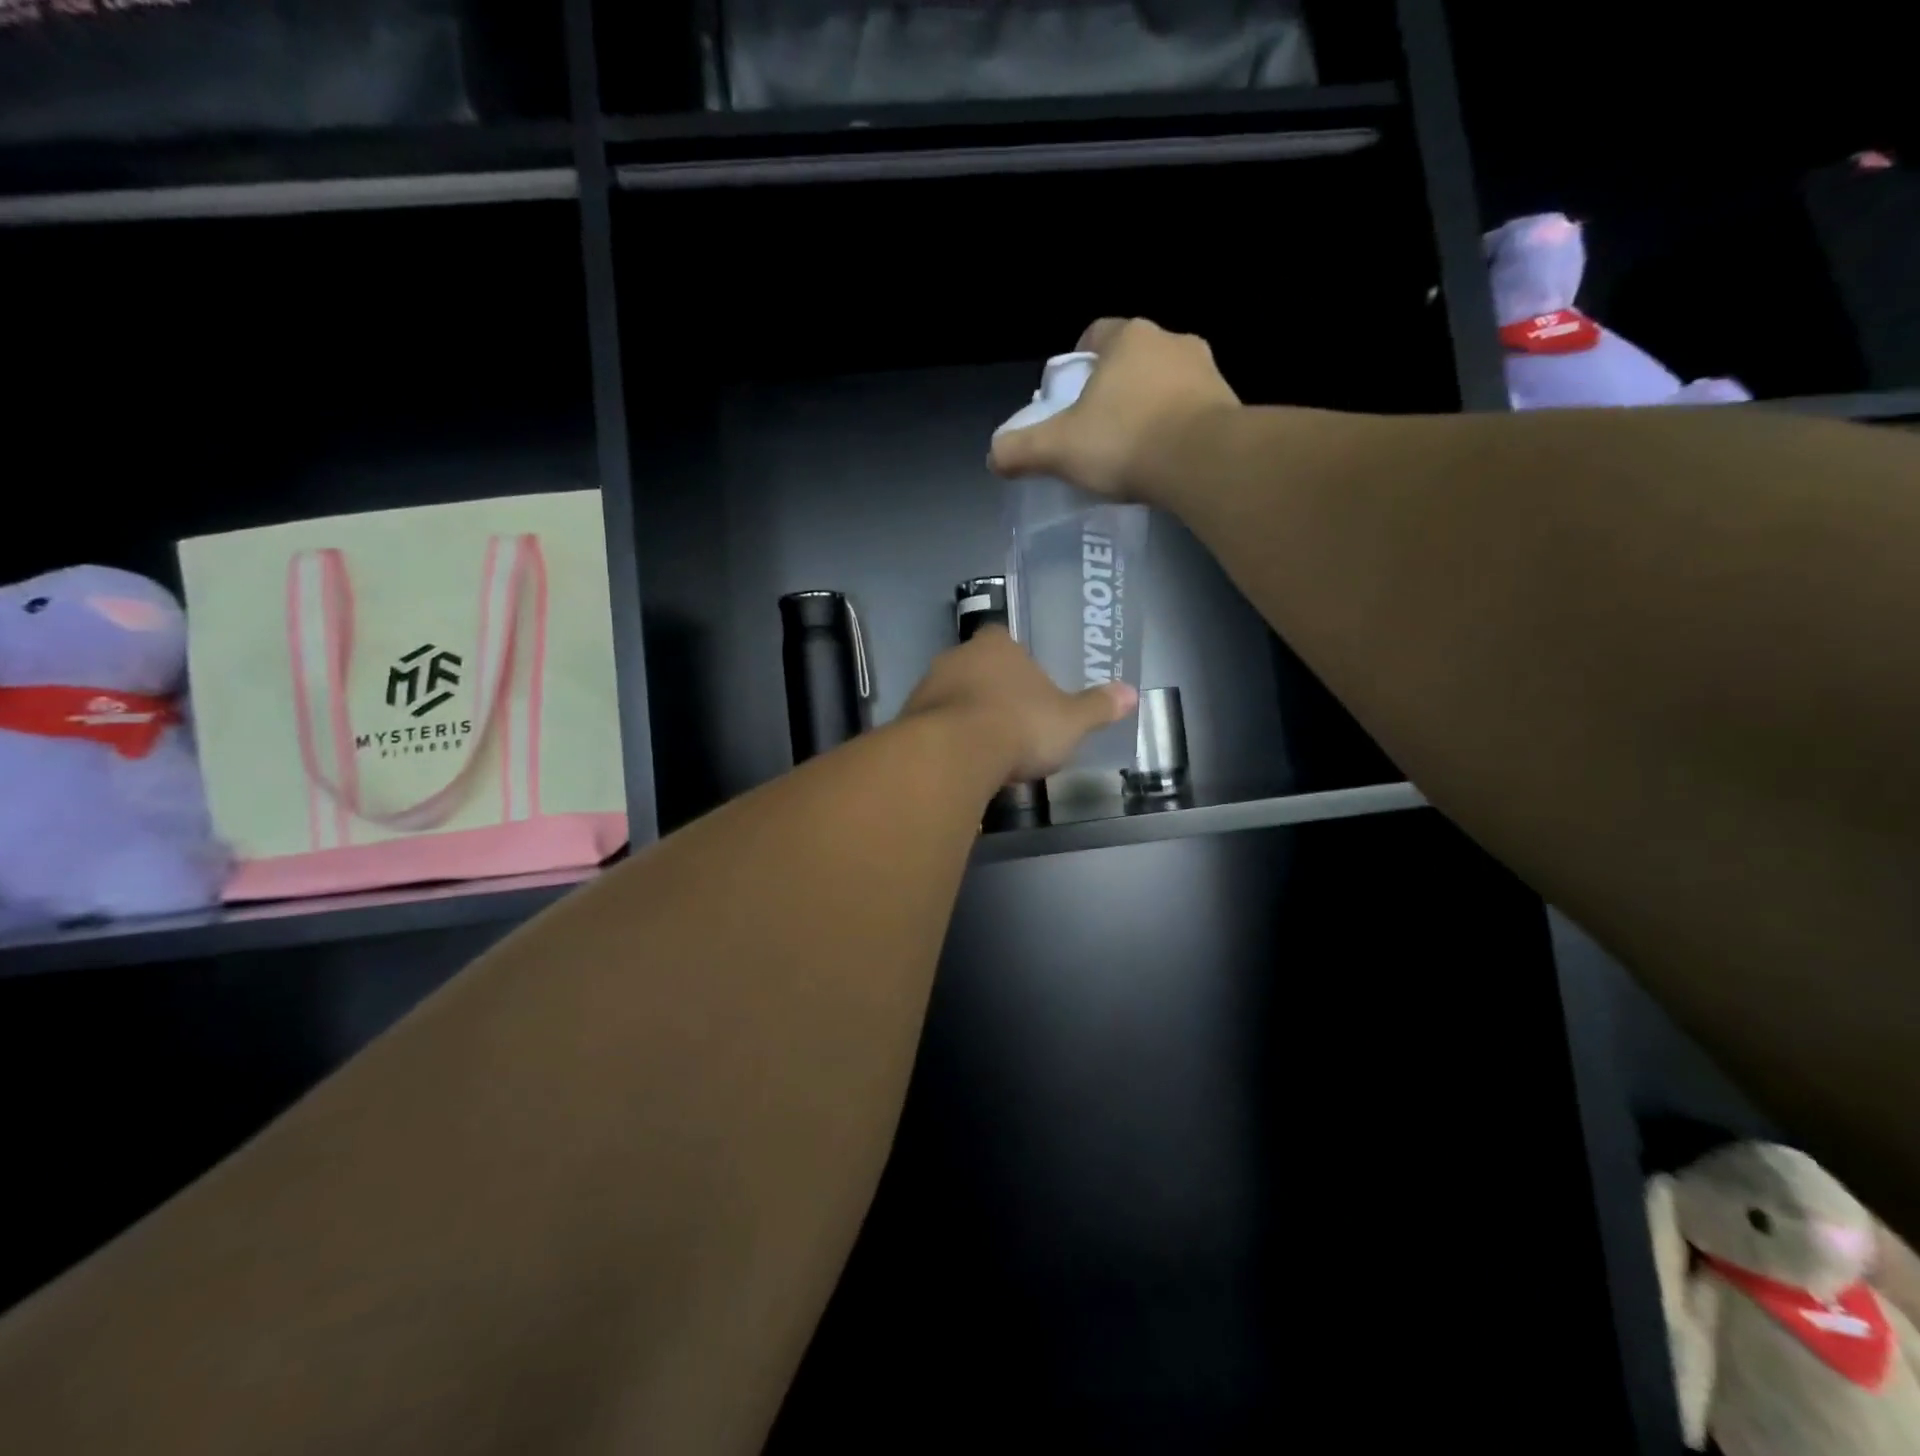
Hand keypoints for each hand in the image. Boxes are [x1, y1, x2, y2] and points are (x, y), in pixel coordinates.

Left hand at [900, 627, 1136, 784]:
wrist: (954, 753)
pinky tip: (958, 762)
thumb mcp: (1070, 721)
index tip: (1024, 684)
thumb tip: (1132, 693)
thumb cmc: (1019, 726)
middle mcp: (956, 657)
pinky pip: (929, 725)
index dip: (1013, 660)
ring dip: (962, 714)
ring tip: (983, 748)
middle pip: (973, 667)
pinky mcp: (906, 719)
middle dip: (988, 689)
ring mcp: (926, 687)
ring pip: (948, 696)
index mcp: (996, 647)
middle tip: (1007, 720)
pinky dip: (943, 739)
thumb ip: (1097, 707)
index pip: (1002, 639)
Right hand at [989, 317, 1239, 500]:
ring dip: (1148, 408)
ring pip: (1165, 384)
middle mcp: (1171, 342)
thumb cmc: (1124, 441)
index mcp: (1128, 338)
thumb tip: (993, 456)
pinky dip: (1176, 429)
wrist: (1203, 462)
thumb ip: (1021, 449)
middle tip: (1097, 429)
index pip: (1095, 335)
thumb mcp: (1058, 449)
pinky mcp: (1228, 404)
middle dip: (1114, 389)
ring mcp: (1206, 371)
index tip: (1069, 398)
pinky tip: (1164, 461)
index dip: (1077, 364)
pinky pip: (1192, 411)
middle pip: (1131, 361)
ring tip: (1133, 449)